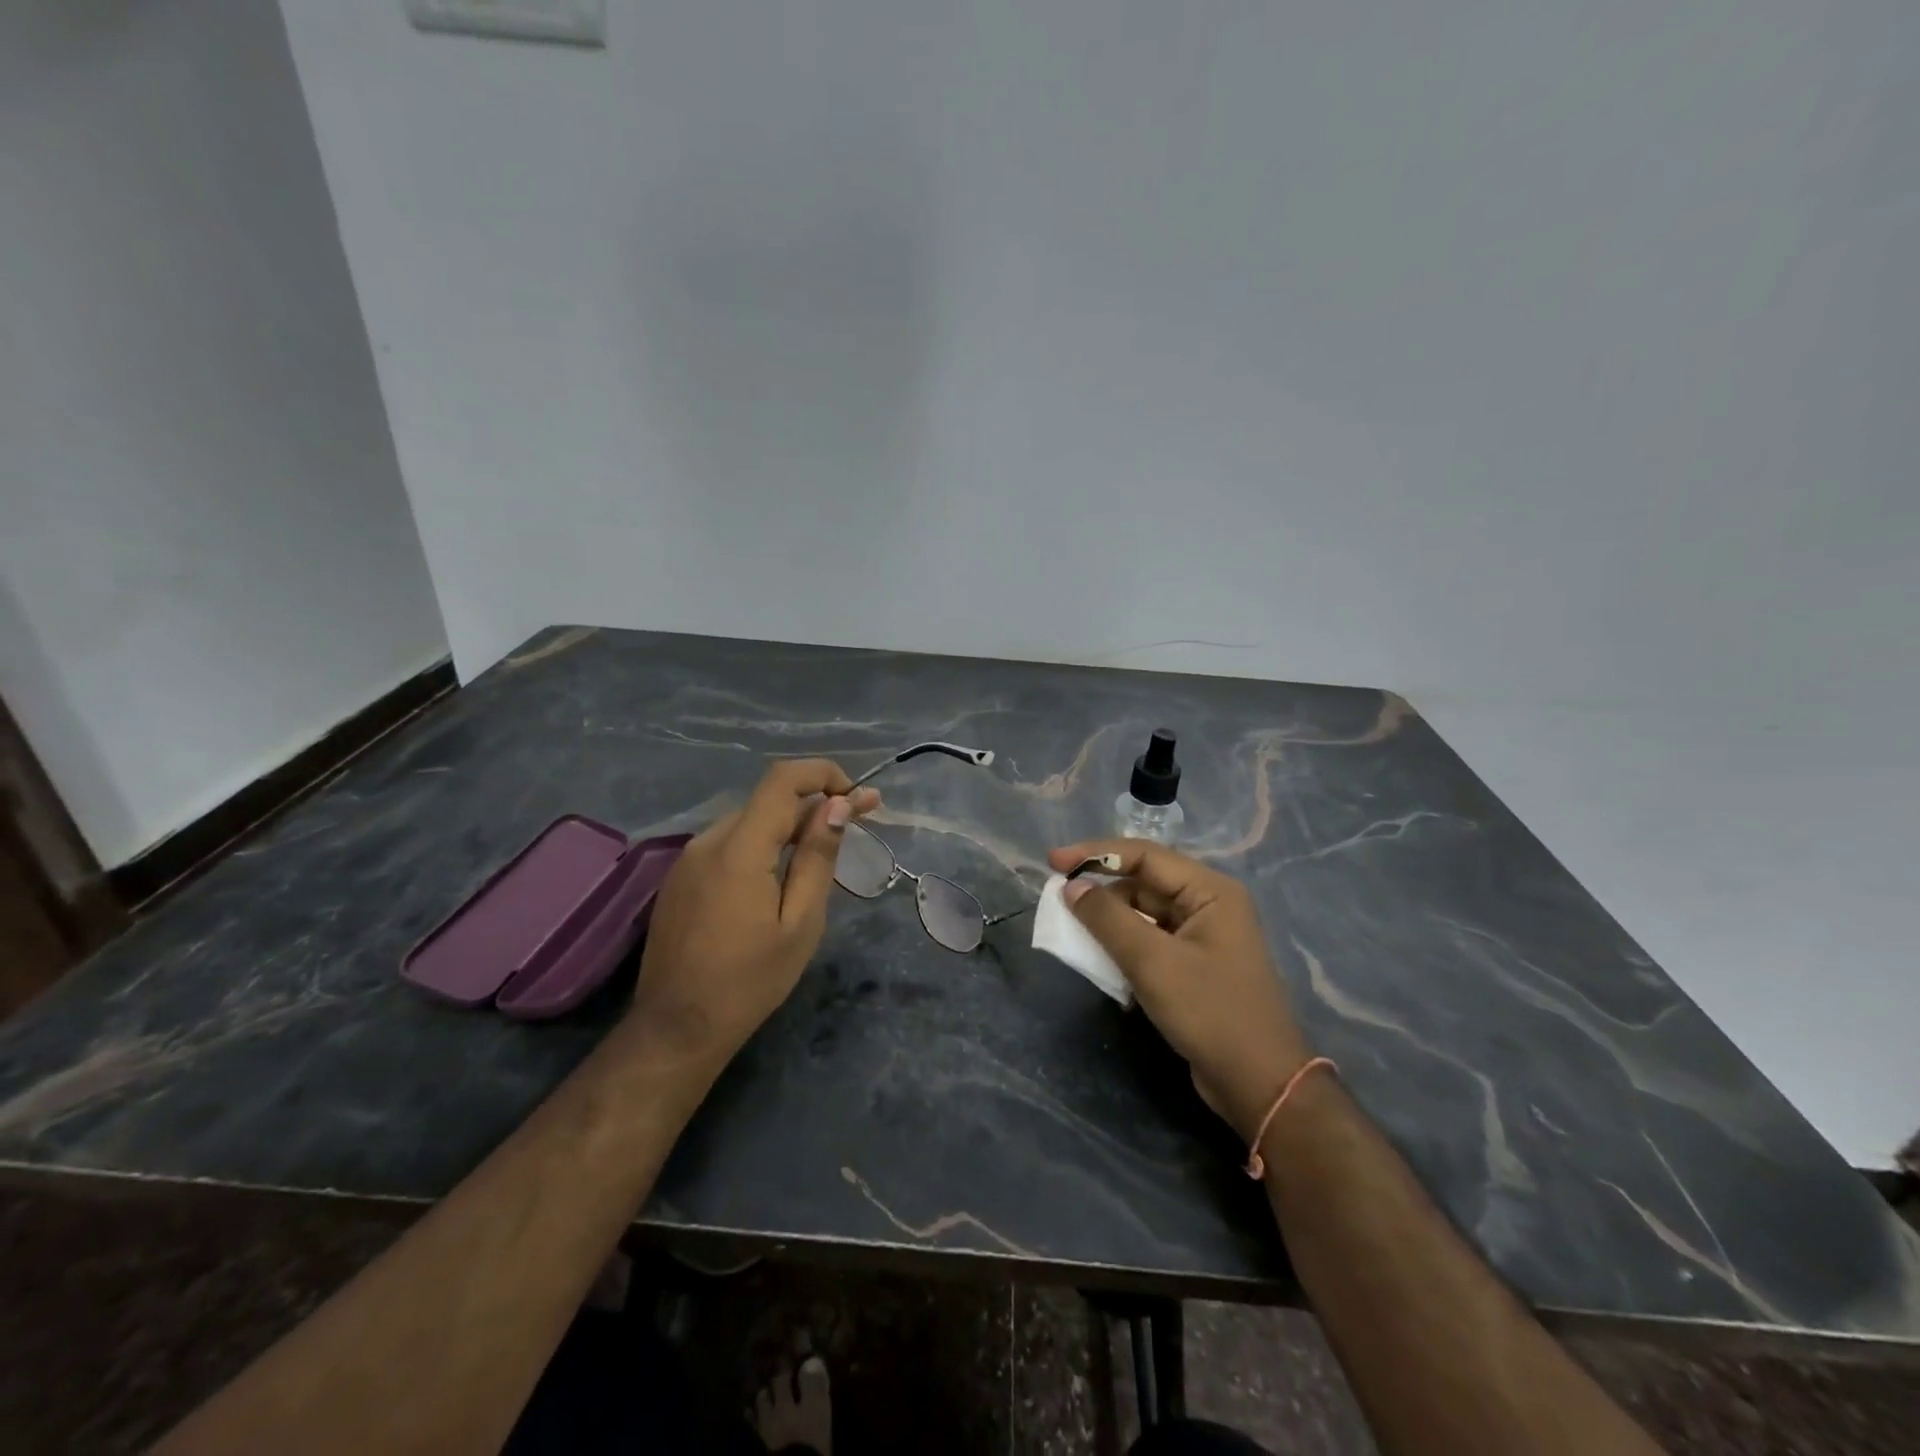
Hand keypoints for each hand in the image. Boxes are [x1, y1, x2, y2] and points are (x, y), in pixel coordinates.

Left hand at [636, 760, 878, 1065]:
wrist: (677, 1028)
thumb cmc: (749, 981)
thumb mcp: (800, 922)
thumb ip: (817, 856)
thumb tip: (838, 805)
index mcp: (738, 849)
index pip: (782, 780)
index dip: (823, 774)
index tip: (858, 796)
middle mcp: (708, 841)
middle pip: (768, 800)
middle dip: (816, 802)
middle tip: (859, 820)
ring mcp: (688, 859)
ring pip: (749, 821)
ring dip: (790, 824)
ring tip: (824, 849)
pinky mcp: (681, 878)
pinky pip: (729, 843)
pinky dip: (763, 843)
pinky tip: (781, 873)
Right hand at [1048, 839, 1313, 1142]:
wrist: (1259, 1084)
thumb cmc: (1209, 1012)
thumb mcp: (1152, 962)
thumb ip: (1107, 918)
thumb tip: (1071, 887)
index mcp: (1210, 890)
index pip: (1144, 855)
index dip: (1095, 854)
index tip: (1053, 862)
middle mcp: (1209, 904)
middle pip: (1144, 881)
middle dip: (1102, 890)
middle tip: (1059, 900)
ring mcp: (1204, 935)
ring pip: (1145, 912)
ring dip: (1110, 920)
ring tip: (1073, 929)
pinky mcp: (1196, 964)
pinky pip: (1152, 939)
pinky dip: (1125, 944)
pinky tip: (1101, 959)